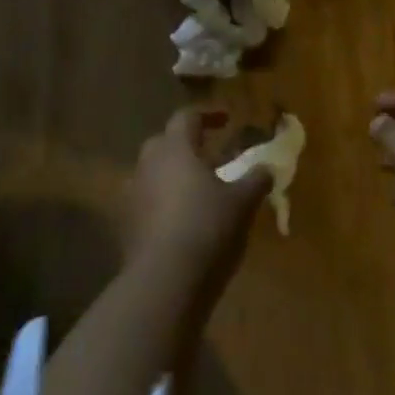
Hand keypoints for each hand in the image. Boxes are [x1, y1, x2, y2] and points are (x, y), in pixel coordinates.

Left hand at [125, 107, 270, 293]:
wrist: (163, 280)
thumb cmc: (206, 227)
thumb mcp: (241, 202)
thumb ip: (256, 180)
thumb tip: (268, 168)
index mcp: (175, 148)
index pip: (187, 117)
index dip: (208, 114)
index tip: (227, 119)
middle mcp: (148, 163)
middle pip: (165, 142)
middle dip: (187, 144)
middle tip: (211, 155)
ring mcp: (132, 193)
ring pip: (153, 171)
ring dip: (173, 174)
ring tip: (197, 189)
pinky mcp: (126, 223)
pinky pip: (146, 200)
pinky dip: (162, 201)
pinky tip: (180, 218)